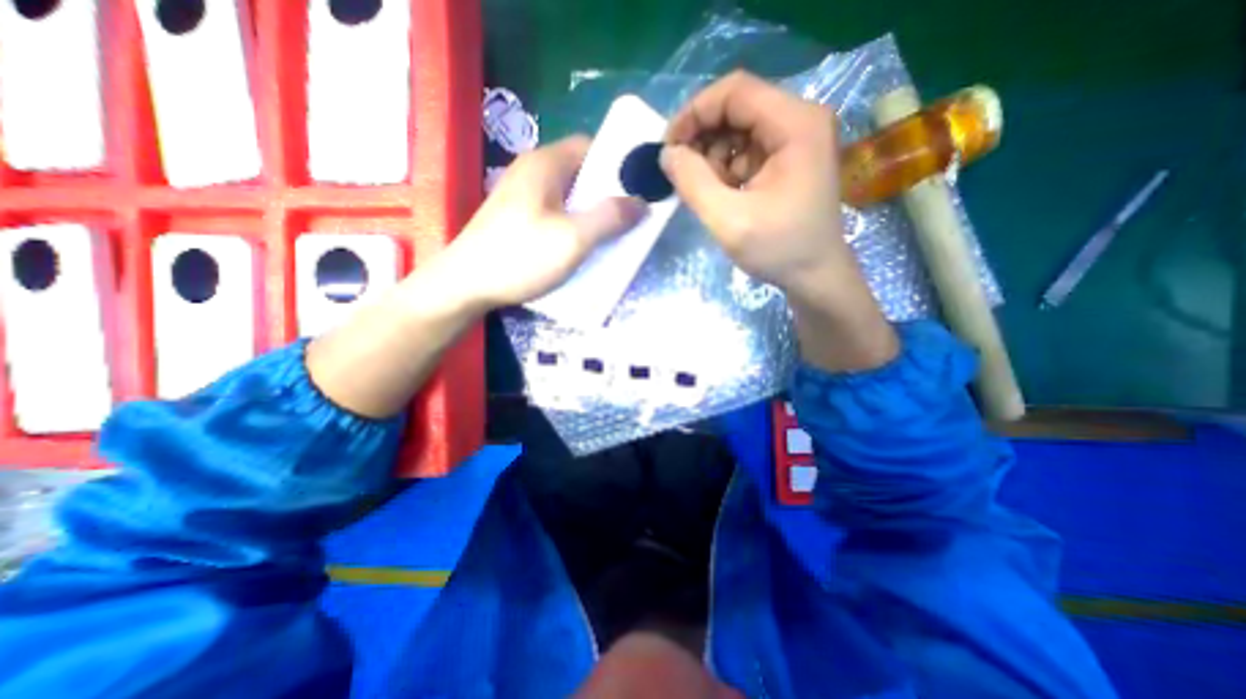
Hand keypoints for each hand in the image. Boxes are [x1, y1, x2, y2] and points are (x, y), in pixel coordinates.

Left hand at [435, 138, 647, 311]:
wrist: (465, 285)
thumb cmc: (521, 256)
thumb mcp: (573, 238)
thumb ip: (610, 217)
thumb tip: (641, 203)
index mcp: (545, 164)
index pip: (591, 147)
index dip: (617, 165)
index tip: (638, 190)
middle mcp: (532, 172)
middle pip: (580, 174)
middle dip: (607, 195)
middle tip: (628, 220)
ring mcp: (522, 196)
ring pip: (568, 197)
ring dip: (591, 214)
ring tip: (609, 237)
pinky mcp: (516, 219)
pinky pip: (555, 214)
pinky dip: (573, 226)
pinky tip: (580, 248)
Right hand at [661, 70, 858, 299]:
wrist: (815, 276)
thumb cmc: (779, 249)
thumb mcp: (728, 219)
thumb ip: (692, 182)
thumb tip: (666, 154)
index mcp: (796, 124)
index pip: (735, 91)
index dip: (694, 113)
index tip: (669, 147)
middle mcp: (801, 120)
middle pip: (737, 107)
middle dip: (702, 137)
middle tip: (681, 172)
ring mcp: (797, 139)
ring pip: (739, 129)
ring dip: (713, 156)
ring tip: (706, 190)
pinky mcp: (790, 158)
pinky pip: (748, 150)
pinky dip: (726, 168)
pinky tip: (722, 193)